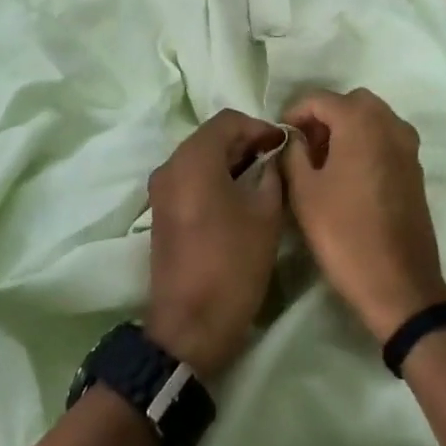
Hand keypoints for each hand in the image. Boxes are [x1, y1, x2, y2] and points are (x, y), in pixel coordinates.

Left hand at [144, 109, 286, 379]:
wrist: (190, 325)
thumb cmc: (232, 264)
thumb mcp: (266, 214)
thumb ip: (272, 174)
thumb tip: (274, 158)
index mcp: (193, 159)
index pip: (229, 120)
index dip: (260, 127)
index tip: (284, 145)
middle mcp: (170, 165)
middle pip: (211, 136)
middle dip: (246, 142)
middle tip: (277, 160)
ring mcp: (161, 189)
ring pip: (200, 157)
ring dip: (231, 160)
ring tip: (263, 178)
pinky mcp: (161, 211)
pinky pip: (190, 178)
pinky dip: (215, 177)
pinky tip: (239, 197)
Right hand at [280, 89, 445, 343]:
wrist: (399, 283)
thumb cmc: (344, 233)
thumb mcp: (304, 192)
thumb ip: (293, 153)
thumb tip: (295, 138)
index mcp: (360, 122)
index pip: (319, 99)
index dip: (294, 112)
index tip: (280, 136)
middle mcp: (389, 124)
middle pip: (351, 102)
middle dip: (324, 116)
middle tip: (303, 145)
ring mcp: (408, 146)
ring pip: (372, 119)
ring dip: (347, 128)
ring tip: (323, 161)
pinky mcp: (416, 169)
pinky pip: (386, 139)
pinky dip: (366, 143)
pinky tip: (348, 175)